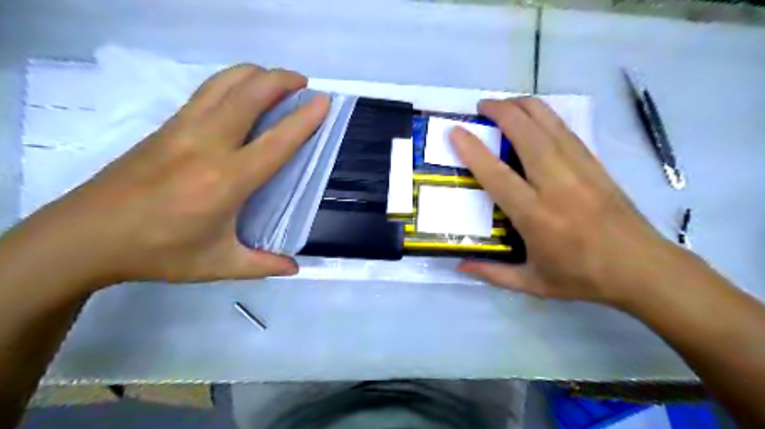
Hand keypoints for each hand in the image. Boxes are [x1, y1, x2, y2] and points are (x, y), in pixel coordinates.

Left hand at [9, 64, 329, 289]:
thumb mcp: (218, 265)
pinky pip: (205, 92)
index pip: (276, 141)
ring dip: (255, 74)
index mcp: (227, 180)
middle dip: (281, 80)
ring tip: (275, 78)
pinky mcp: (165, 127)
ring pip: (224, 84)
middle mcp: (207, 145)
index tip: (323, 102)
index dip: (304, 119)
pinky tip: (240, 93)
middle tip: (303, 83)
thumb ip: (262, 265)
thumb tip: (294, 268)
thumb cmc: (158, 252)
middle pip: (249, 94)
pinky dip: (231, 82)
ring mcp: (182, 129)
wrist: (85, 236)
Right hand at [449, 99, 680, 309]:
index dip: (473, 150)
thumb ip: (493, 274)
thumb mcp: (533, 284)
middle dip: (501, 112)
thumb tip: (460, 265)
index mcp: (536, 215)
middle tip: (481, 105)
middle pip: (527, 135)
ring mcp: (580, 171)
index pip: (497, 174)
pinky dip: (547, 117)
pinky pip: (567, 132)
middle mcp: (557, 185)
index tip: (456, 131)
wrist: (643, 269)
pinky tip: (536, 115)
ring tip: (505, 102)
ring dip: (525, 107)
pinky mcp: (596, 166)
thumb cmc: (583, 278)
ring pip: (550, 126)